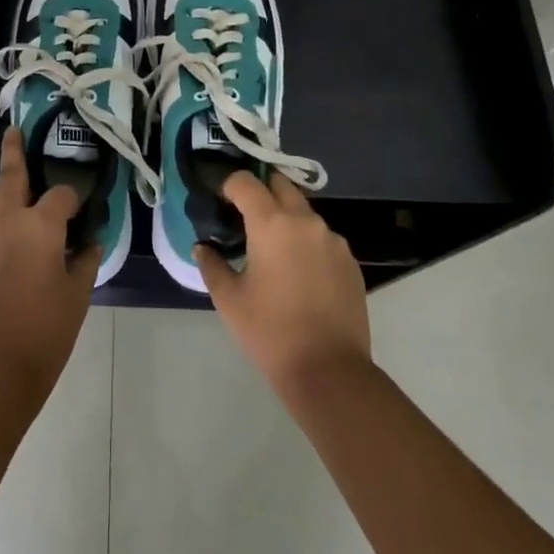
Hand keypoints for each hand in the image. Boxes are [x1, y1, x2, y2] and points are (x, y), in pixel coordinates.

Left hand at [0, 128, 97, 396]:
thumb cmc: (45, 330)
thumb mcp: (78, 294)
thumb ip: (85, 261)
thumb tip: (90, 242)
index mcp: (39, 225)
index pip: (61, 195)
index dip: (75, 199)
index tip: (83, 209)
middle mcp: (6, 221)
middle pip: (10, 176)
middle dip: (13, 151)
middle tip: (14, 131)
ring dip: (2, 187)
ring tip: (11, 182)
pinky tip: (4, 238)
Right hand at [195, 170, 371, 394]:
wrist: (329, 371)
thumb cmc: (270, 331)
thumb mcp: (228, 299)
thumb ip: (211, 264)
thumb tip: (203, 248)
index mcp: (272, 224)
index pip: (245, 182)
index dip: (228, 186)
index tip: (219, 202)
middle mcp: (306, 221)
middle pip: (280, 185)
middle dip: (260, 192)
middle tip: (243, 216)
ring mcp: (333, 241)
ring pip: (304, 212)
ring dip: (285, 218)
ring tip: (270, 249)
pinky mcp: (350, 262)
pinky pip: (322, 238)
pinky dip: (305, 242)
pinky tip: (297, 273)